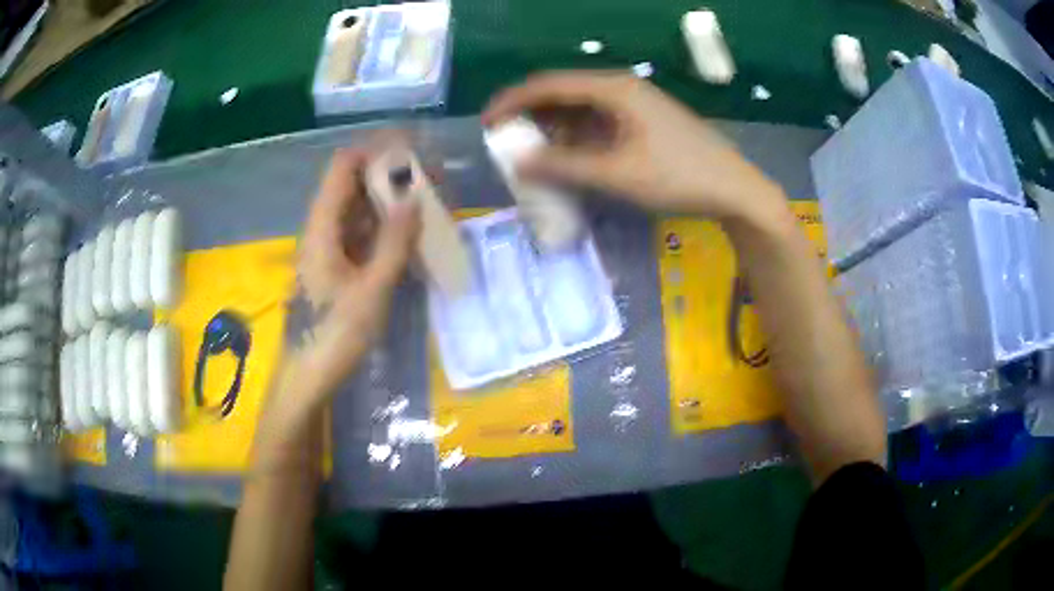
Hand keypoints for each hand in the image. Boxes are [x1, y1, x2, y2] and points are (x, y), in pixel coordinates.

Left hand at [296, 148, 419, 396]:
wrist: (308, 379)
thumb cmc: (334, 336)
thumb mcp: (371, 290)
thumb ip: (394, 243)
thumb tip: (414, 198)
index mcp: (321, 227)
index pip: (343, 167)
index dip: (375, 151)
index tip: (413, 150)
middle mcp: (322, 230)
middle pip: (353, 185)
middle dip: (390, 175)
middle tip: (432, 178)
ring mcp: (328, 249)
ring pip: (359, 211)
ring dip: (390, 201)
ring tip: (429, 201)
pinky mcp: (336, 268)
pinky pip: (362, 235)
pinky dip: (385, 229)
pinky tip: (411, 234)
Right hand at [483, 71, 782, 220]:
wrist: (735, 190)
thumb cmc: (679, 177)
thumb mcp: (617, 173)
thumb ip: (565, 165)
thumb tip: (518, 162)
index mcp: (614, 89)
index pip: (549, 84)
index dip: (513, 101)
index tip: (487, 124)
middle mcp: (621, 89)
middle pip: (563, 93)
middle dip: (530, 116)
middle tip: (506, 143)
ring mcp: (634, 105)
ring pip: (580, 109)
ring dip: (553, 129)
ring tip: (530, 155)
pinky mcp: (643, 122)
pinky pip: (598, 123)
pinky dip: (576, 139)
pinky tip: (566, 158)